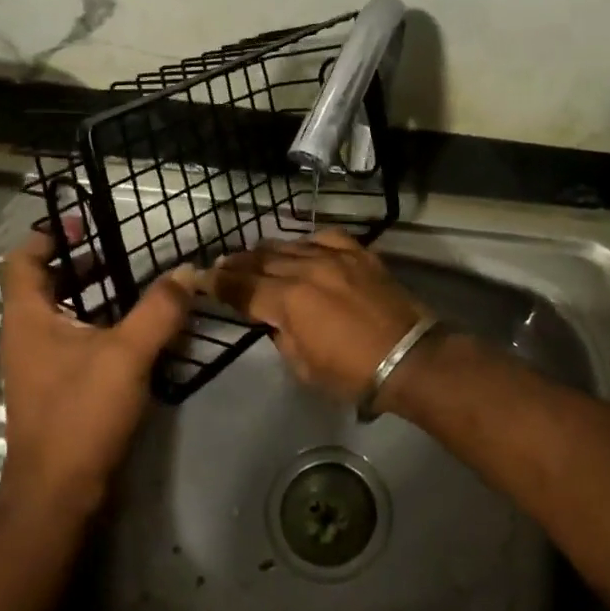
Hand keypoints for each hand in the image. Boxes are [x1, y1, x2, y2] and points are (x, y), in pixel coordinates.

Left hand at [0, 223, 194, 515]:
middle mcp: (26, 336)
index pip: (23, 261)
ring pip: (59, 314)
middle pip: (42, 284)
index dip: (49, 236)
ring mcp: (38, 365)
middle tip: (118, 252)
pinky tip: (134, 333)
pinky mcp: (55, 389)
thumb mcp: (127, 354)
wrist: (58, 493)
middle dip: (78, 264)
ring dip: (91, 296)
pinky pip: (73, 341)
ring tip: (132, 286)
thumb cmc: (81, 414)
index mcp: (28, 318)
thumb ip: (159, 310)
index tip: (84, 224)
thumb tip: (186, 271)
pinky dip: (98, 326)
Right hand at [207, 228, 426, 403]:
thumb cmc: (353, 372)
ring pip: (290, 246)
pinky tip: (300, 247)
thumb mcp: (304, 366)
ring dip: (266, 252)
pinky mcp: (359, 254)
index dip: (217, 284)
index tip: (200, 278)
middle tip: (220, 266)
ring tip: (252, 255)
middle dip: (237, 265)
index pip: (242, 288)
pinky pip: (326, 238)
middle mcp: (306, 270)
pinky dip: (307, 242)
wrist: (409, 356)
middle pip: (261, 262)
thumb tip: (277, 320)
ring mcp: (335, 257)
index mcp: (288, 300)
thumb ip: (282, 336)